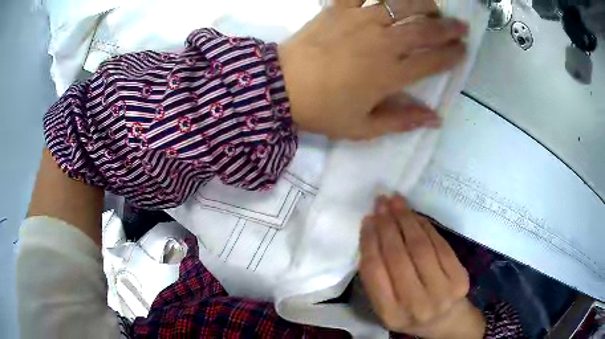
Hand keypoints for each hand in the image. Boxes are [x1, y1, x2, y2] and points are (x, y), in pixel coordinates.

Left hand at [278, 0, 467, 139]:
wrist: (280, 88)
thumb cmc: (322, 110)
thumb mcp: (363, 127)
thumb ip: (401, 121)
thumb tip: (435, 118)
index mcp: (391, 74)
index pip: (432, 61)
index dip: (452, 55)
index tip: (463, 51)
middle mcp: (383, 42)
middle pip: (424, 29)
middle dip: (448, 27)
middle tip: (461, 26)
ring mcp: (361, 21)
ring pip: (401, 4)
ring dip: (423, 3)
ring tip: (433, 6)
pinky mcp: (338, 9)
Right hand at [359, 194, 484, 338]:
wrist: (446, 319)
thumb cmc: (410, 312)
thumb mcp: (386, 305)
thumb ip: (377, 278)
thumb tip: (373, 233)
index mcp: (390, 314)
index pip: (375, 272)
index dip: (370, 242)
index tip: (367, 220)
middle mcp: (416, 305)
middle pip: (398, 257)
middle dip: (388, 225)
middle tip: (381, 202)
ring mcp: (441, 291)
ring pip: (420, 247)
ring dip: (406, 220)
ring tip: (397, 202)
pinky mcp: (459, 277)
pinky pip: (440, 245)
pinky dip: (426, 226)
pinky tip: (415, 215)